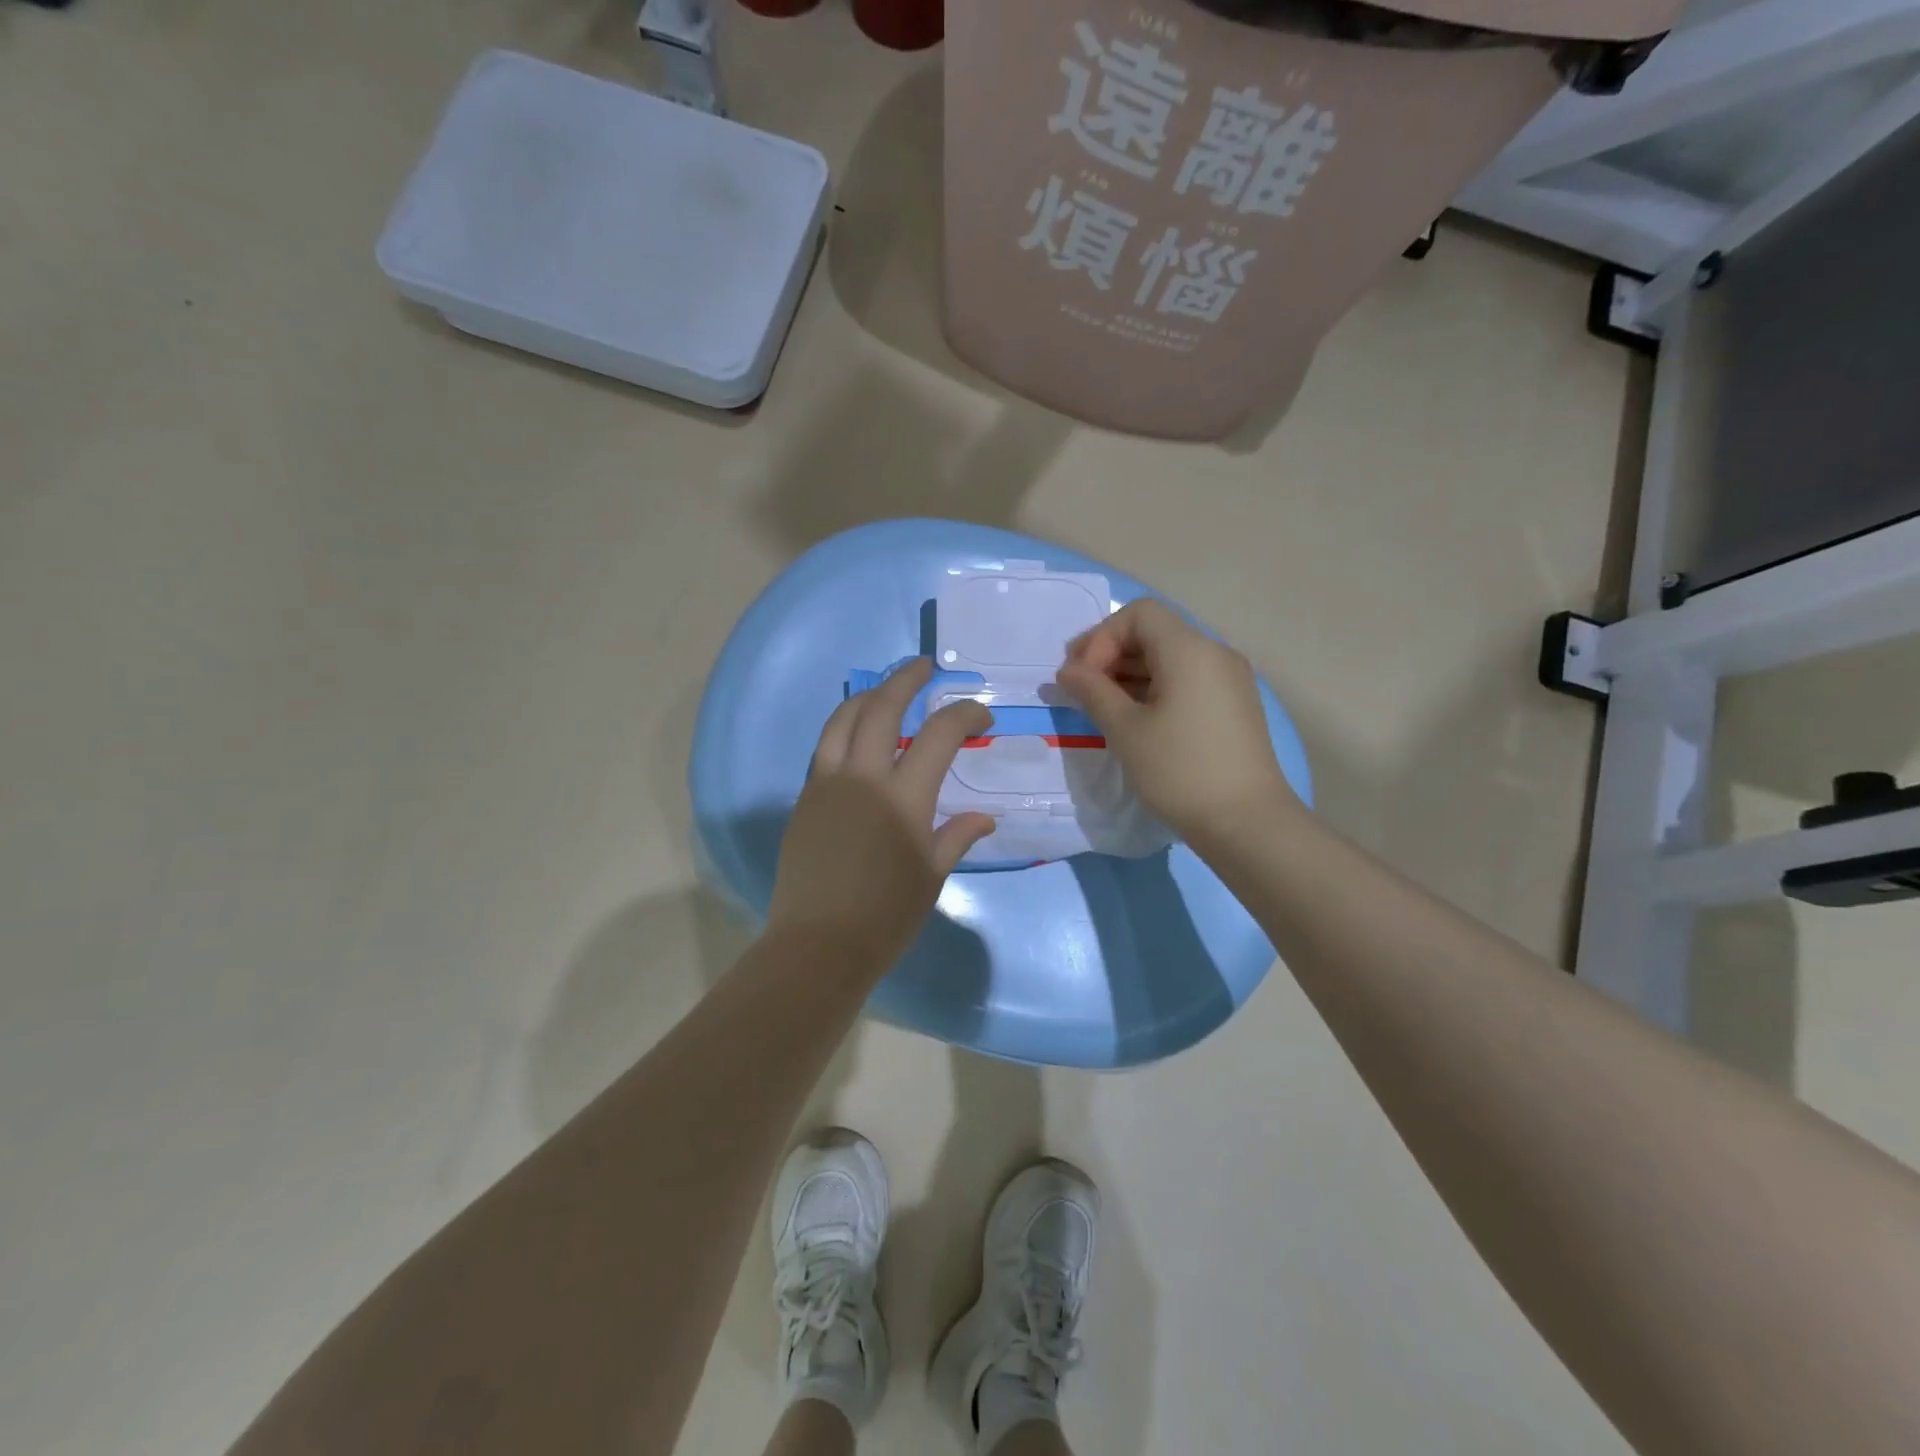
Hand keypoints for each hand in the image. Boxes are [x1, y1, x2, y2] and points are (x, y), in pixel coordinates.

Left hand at [766, 658, 995, 971]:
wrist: (819, 943)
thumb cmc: (886, 916)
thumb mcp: (931, 876)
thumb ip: (956, 836)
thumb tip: (984, 818)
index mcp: (903, 797)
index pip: (940, 735)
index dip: (965, 714)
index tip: (981, 714)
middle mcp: (863, 777)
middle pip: (883, 708)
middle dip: (906, 680)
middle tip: (925, 667)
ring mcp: (827, 784)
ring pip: (843, 720)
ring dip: (868, 696)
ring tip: (886, 690)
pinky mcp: (805, 798)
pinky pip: (825, 748)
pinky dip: (845, 728)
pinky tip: (858, 737)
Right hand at [1058, 599, 1297, 840]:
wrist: (1246, 823)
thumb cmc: (1179, 771)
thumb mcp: (1125, 730)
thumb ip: (1092, 691)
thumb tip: (1068, 671)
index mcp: (1189, 649)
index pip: (1138, 614)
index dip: (1101, 637)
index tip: (1082, 677)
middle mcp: (1214, 653)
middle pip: (1154, 632)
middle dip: (1111, 654)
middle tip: (1080, 689)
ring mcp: (1229, 679)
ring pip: (1170, 657)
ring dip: (1130, 673)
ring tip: (1102, 706)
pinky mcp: (1234, 705)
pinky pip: (1187, 679)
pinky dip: (1155, 688)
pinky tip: (1136, 718)